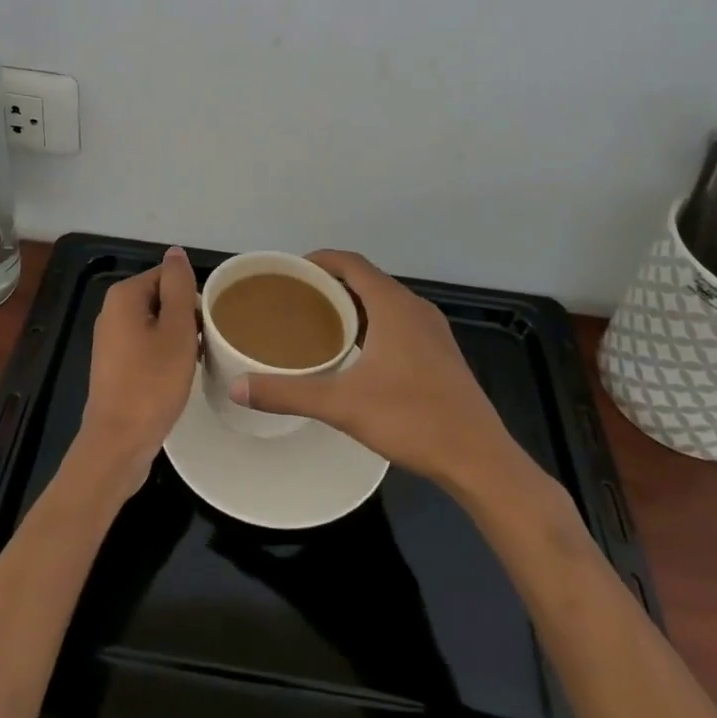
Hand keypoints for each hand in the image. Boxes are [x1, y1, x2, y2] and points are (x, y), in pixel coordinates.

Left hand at [78, 246, 198, 486]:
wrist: (119, 443)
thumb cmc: (152, 382)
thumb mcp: (177, 329)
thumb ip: (178, 286)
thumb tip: (175, 251)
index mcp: (124, 295)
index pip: (169, 276)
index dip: (192, 298)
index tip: (207, 326)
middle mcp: (112, 311)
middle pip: (162, 298)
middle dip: (186, 318)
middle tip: (203, 346)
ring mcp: (111, 339)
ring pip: (156, 324)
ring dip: (178, 338)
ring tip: (194, 362)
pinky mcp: (114, 364)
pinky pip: (147, 345)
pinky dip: (164, 355)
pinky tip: (177, 376)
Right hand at [230, 249, 522, 488]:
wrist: (478, 457)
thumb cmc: (411, 418)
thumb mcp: (342, 404)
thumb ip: (288, 393)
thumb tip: (238, 388)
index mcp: (393, 304)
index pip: (351, 263)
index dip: (320, 259)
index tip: (291, 269)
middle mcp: (415, 307)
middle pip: (367, 279)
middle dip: (332, 283)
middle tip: (296, 298)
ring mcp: (433, 330)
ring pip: (386, 302)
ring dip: (354, 304)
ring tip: (320, 322)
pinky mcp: (441, 353)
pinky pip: (400, 322)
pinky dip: (374, 322)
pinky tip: (358, 352)